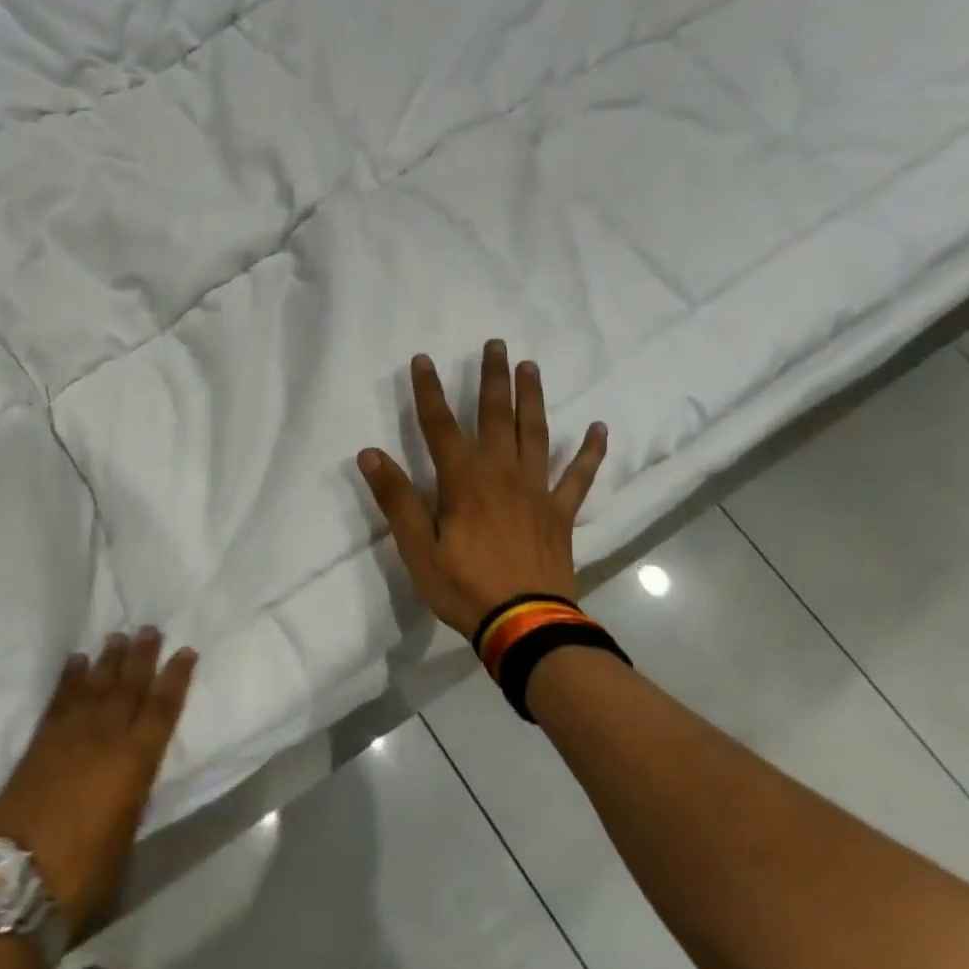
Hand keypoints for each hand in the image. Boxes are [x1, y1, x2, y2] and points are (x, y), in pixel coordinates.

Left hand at [0, 630, 194, 938]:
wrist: (16, 883)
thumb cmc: (84, 873)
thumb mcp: (126, 836)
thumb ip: (132, 794)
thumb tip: (132, 774)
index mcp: (134, 763)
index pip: (162, 709)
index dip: (176, 678)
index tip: (186, 652)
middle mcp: (105, 739)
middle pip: (128, 687)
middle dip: (142, 657)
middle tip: (150, 629)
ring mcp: (68, 737)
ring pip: (95, 686)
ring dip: (108, 660)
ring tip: (118, 637)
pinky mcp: (38, 744)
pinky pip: (59, 700)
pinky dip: (69, 679)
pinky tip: (76, 662)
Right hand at [358, 341, 607, 638]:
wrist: (525, 624)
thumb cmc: (464, 587)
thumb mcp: (418, 548)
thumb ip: (396, 499)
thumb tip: (370, 453)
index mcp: (464, 481)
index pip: (440, 426)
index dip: (429, 392)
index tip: (423, 360)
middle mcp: (502, 474)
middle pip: (497, 417)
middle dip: (493, 379)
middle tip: (496, 344)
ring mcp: (536, 491)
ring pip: (536, 434)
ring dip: (533, 398)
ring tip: (531, 367)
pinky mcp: (560, 513)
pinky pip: (578, 476)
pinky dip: (589, 452)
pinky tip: (598, 428)